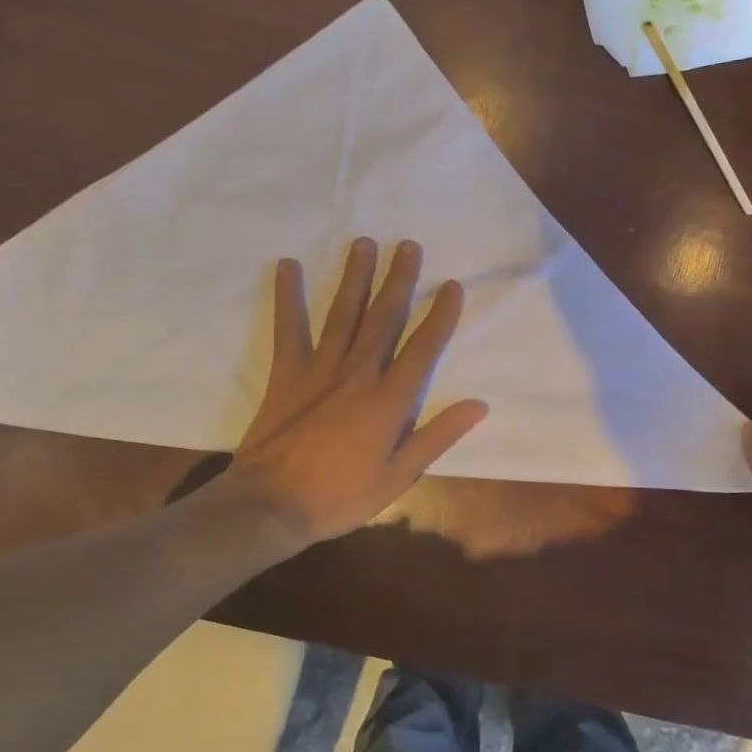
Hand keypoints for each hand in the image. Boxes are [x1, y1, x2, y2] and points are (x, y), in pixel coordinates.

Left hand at [223, 238, 487, 545]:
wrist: (272, 507)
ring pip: (344, 314)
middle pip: (384, 318)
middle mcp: (359, 373)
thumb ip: (438, 436)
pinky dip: (289, 297)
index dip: (440, 315)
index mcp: (390, 400)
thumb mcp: (400, 477)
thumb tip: (479, 405)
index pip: (423, 348)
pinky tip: (289, 266)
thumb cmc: (341, 496)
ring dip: (356, 277)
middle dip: (399, 280)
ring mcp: (320, 369)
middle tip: (408, 246)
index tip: (452, 286)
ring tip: (364, 243)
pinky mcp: (287, 373)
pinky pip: (289, 328)